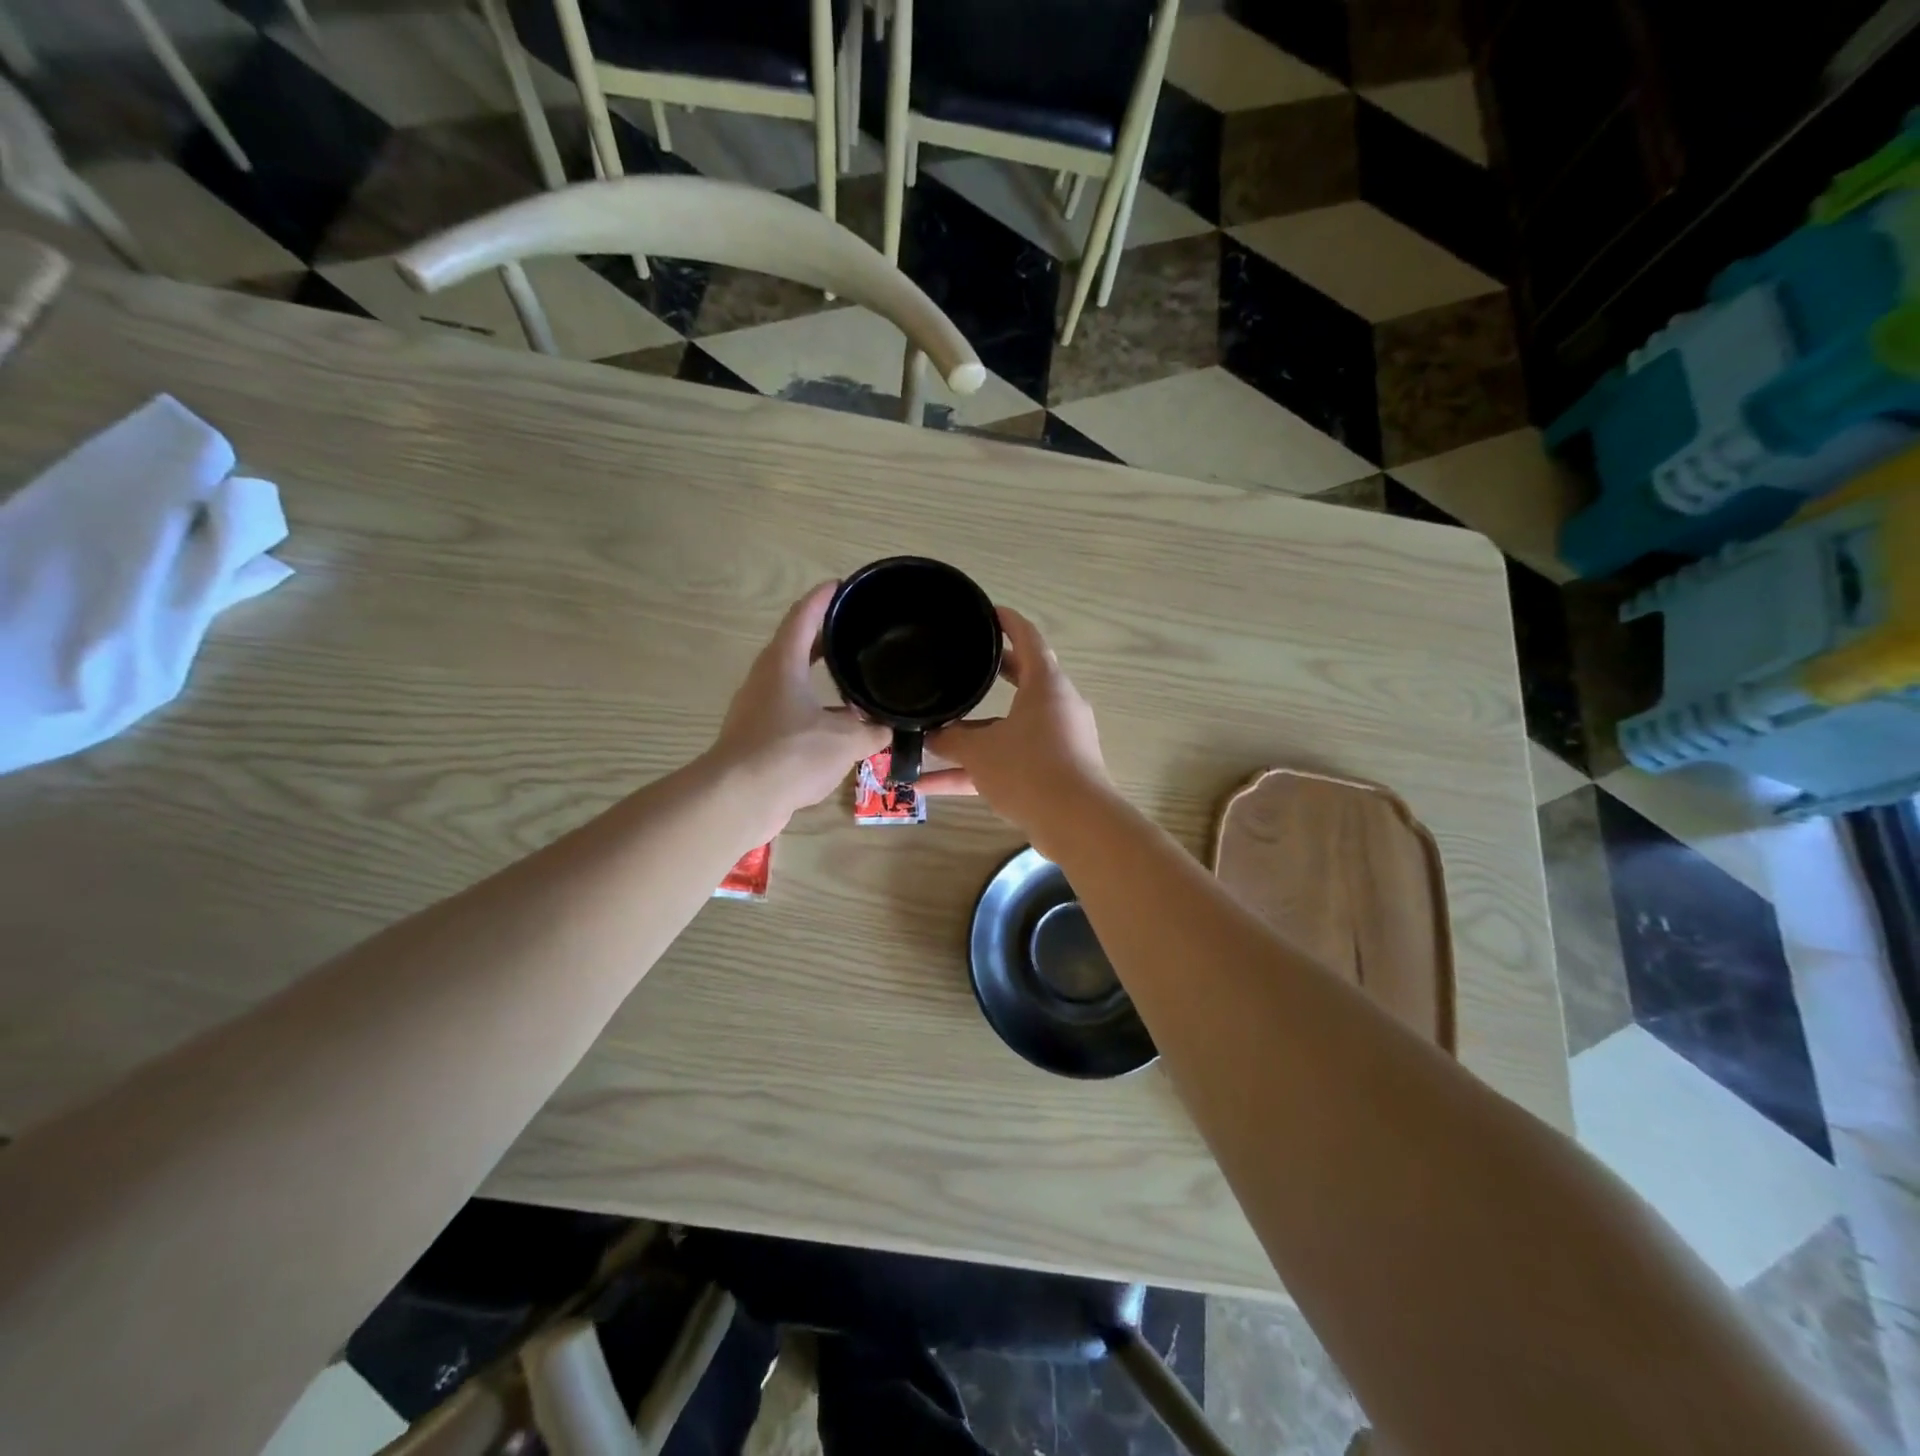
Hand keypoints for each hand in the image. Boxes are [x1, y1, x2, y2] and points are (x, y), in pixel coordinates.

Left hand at [707, 582, 888, 836]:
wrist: (738, 798)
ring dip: (820, 682)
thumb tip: (889, 730)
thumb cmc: (791, 753)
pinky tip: (837, 730)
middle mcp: (766, 679)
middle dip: (825, 639)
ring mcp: (757, 709)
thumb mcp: (845, 740)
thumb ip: (872, 731)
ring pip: (794, 684)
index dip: (823, 598)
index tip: (841, 585)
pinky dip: (814, 713)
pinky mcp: (756, 738)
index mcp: (783, 663)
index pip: (804, 617)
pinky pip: (790, 714)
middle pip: (796, 647)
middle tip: (855, 633)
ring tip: (854, 685)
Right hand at [923, 608, 1110, 855]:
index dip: (1007, 621)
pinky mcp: (1054, 772)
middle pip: (1022, 680)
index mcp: (1046, 685)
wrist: (1077, 823)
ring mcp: (1057, 741)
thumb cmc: (1029, 770)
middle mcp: (1057, 706)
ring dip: (974, 735)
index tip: (986, 612)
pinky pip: (1011, 761)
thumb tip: (929, 737)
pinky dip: (979, 770)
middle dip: (991, 674)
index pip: (1028, 638)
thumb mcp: (980, 752)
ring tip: (933, 737)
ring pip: (1009, 728)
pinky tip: (932, 787)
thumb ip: (950, 741)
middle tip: (963, 664)